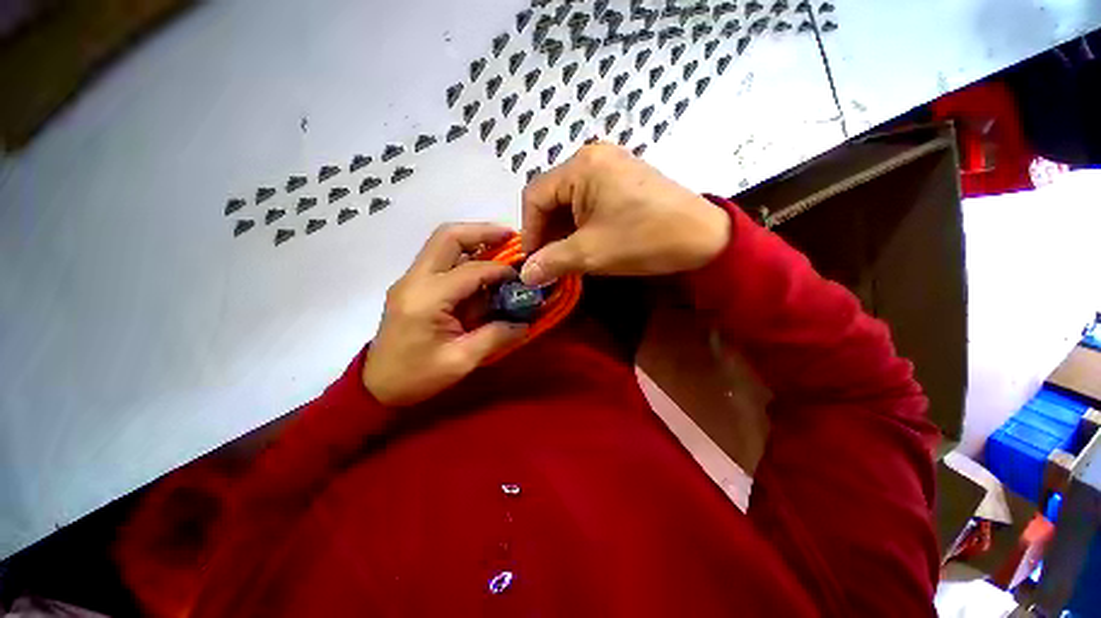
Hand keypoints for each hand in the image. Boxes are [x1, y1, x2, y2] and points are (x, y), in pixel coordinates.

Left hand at [363, 224, 528, 406]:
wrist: (376, 386)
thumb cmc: (417, 377)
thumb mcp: (461, 361)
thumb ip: (496, 337)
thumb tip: (524, 322)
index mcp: (427, 299)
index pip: (471, 270)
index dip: (501, 269)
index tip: (523, 275)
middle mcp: (415, 280)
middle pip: (448, 237)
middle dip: (483, 232)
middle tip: (511, 236)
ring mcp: (410, 280)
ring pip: (442, 242)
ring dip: (473, 240)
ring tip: (502, 246)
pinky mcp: (412, 285)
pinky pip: (440, 258)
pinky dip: (464, 255)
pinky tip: (482, 267)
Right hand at [520, 142, 730, 285]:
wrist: (705, 238)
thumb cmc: (643, 240)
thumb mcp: (590, 253)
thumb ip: (551, 262)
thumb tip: (524, 276)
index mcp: (581, 165)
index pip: (535, 196)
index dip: (529, 231)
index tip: (532, 262)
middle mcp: (593, 157)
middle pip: (552, 196)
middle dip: (547, 232)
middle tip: (549, 262)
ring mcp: (611, 166)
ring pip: (570, 200)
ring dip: (563, 230)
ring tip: (566, 256)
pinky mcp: (624, 179)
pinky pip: (590, 200)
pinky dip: (581, 224)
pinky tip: (585, 243)